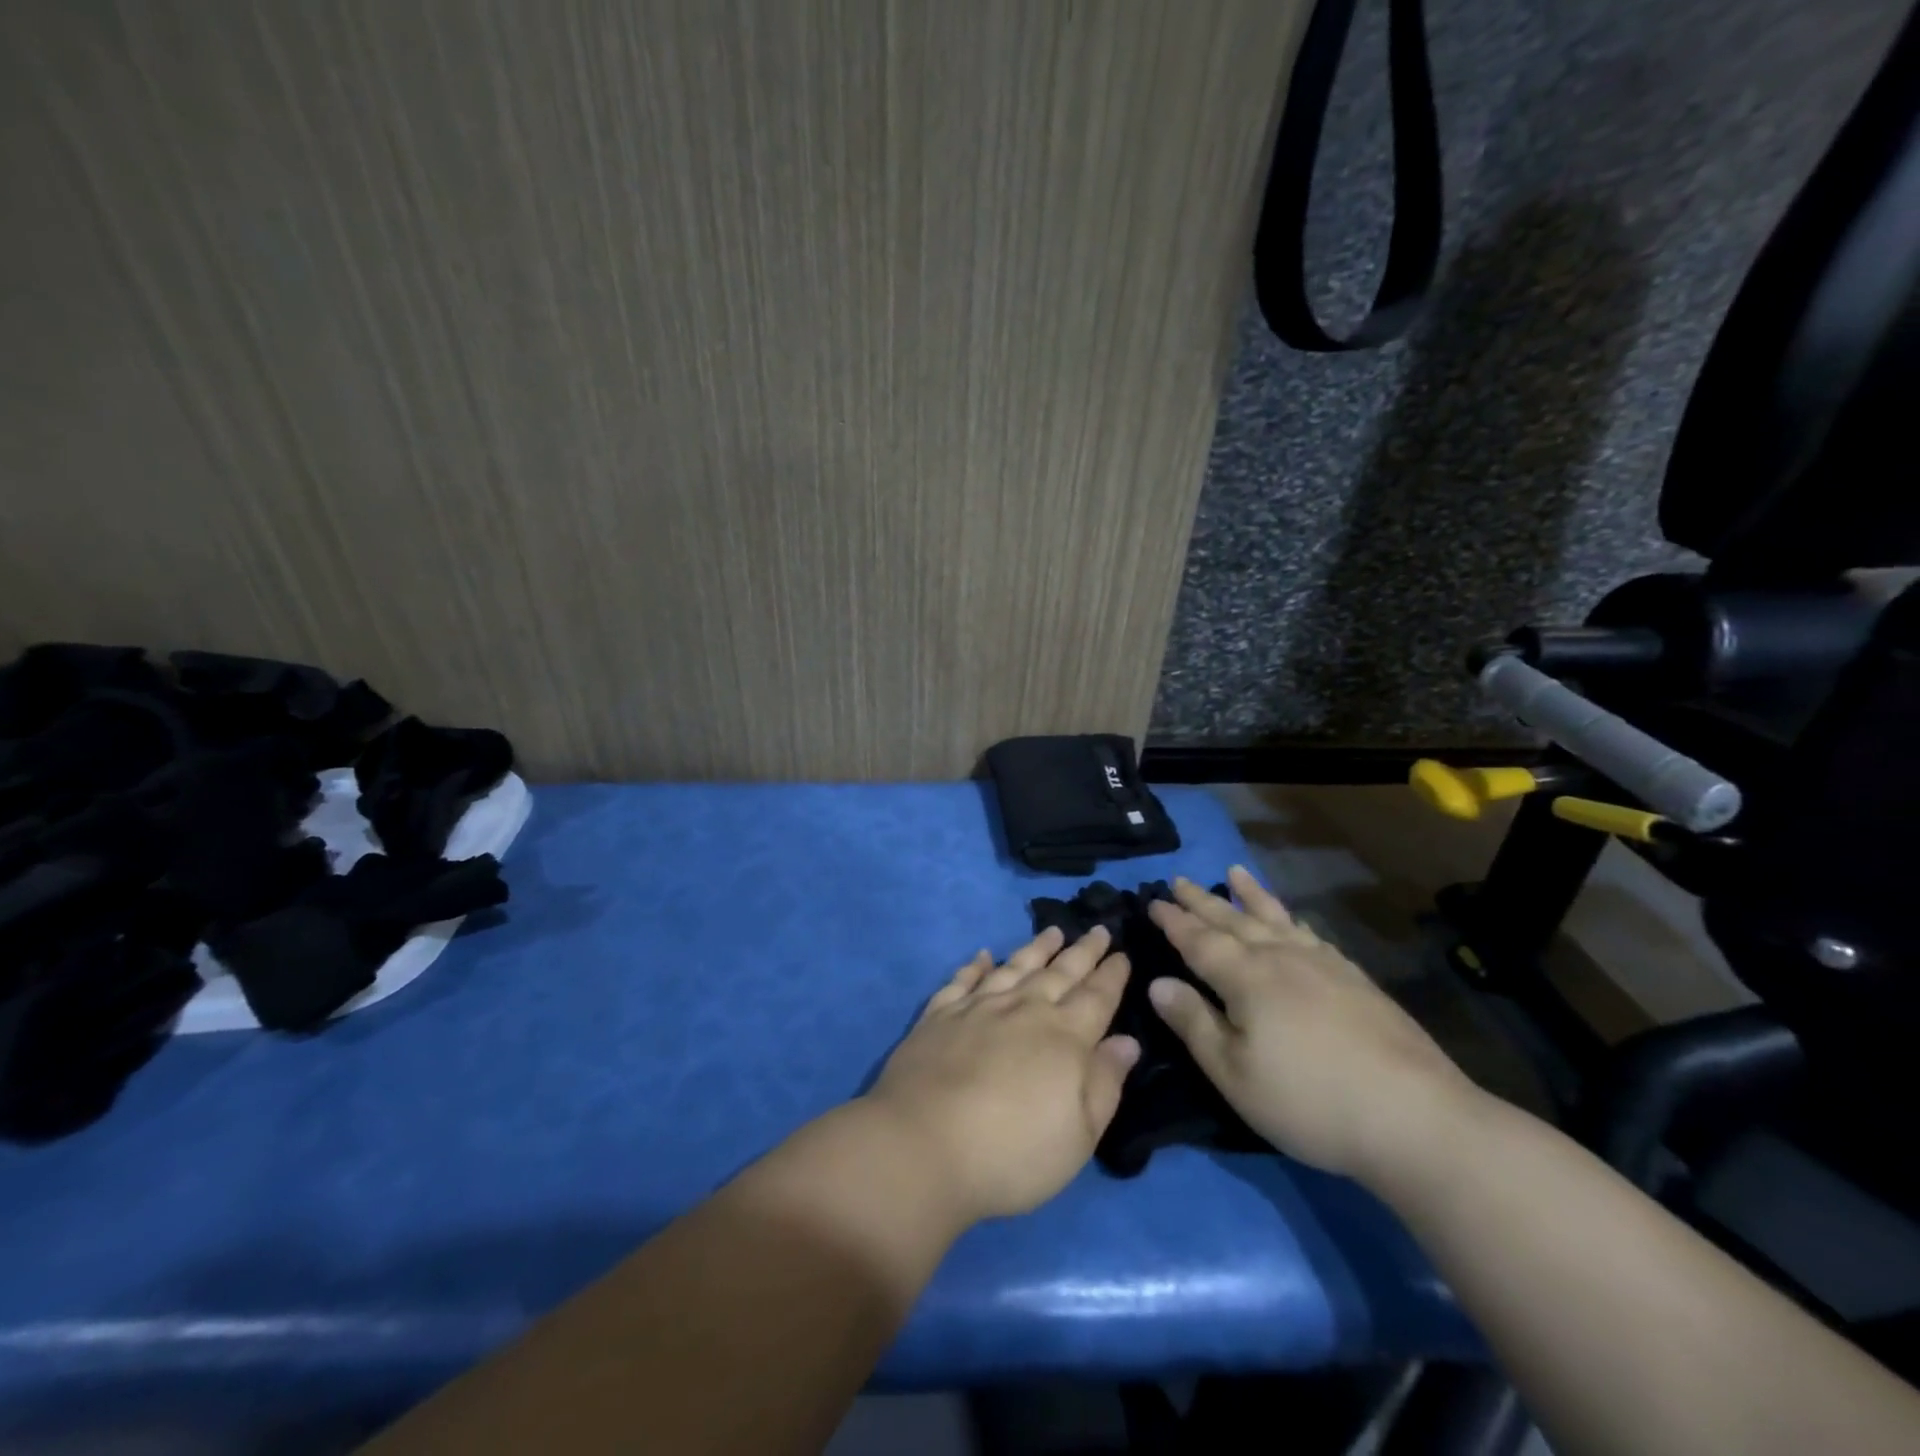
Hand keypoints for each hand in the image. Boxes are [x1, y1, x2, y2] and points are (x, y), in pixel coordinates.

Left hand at [863, 926, 1140, 1223]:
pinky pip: (963, 980)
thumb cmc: (1013, 1153)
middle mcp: (1023, 1010)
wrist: (922, 1145)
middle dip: (1083, 951)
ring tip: (1052, 931)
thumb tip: (1127, 1041)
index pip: (1096, 997)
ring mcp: (978, 1008)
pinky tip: (983, 956)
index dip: (1111, 975)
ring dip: (1036, 948)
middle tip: (1099, 929)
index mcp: (1064, 1038)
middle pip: (1060, 973)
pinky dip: (975, 966)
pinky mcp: (939, 1015)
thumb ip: (1105, 1083)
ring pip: (1015, 968)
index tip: (1123, 953)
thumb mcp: (1079, 1135)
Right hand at [1147, 868, 1479, 1183]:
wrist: (1416, 1117)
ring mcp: (1323, 964)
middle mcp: (1281, 958)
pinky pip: (1311, 934)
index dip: (1174, 921)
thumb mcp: (1234, 1073)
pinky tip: (1293, 922)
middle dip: (1203, 901)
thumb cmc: (1309, 1101)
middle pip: (1234, 920)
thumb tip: (1157, 983)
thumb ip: (1194, 1024)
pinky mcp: (1355, 979)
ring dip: (1250, 896)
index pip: (1199, 940)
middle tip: (1180, 880)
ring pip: (1276, 918)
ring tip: (1235, 873)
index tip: (1153, 900)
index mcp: (1246, 978)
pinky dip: (1293, 920)